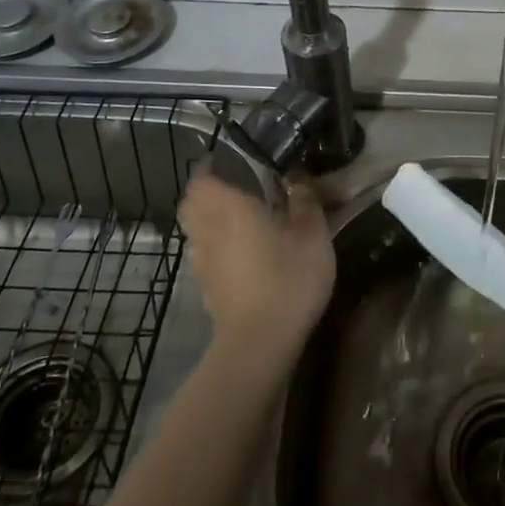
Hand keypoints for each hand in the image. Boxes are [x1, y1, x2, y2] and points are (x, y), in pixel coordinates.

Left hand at [178, 171, 335, 369]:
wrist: (260, 343)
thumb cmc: (288, 279)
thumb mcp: (312, 236)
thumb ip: (305, 202)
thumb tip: (298, 180)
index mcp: (229, 207)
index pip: (202, 177)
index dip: (212, 167)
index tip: (233, 162)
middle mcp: (208, 229)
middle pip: (192, 202)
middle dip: (207, 191)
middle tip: (236, 188)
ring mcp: (202, 261)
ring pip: (196, 229)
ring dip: (211, 219)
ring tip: (242, 220)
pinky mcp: (206, 286)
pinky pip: (205, 254)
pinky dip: (217, 246)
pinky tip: (244, 254)